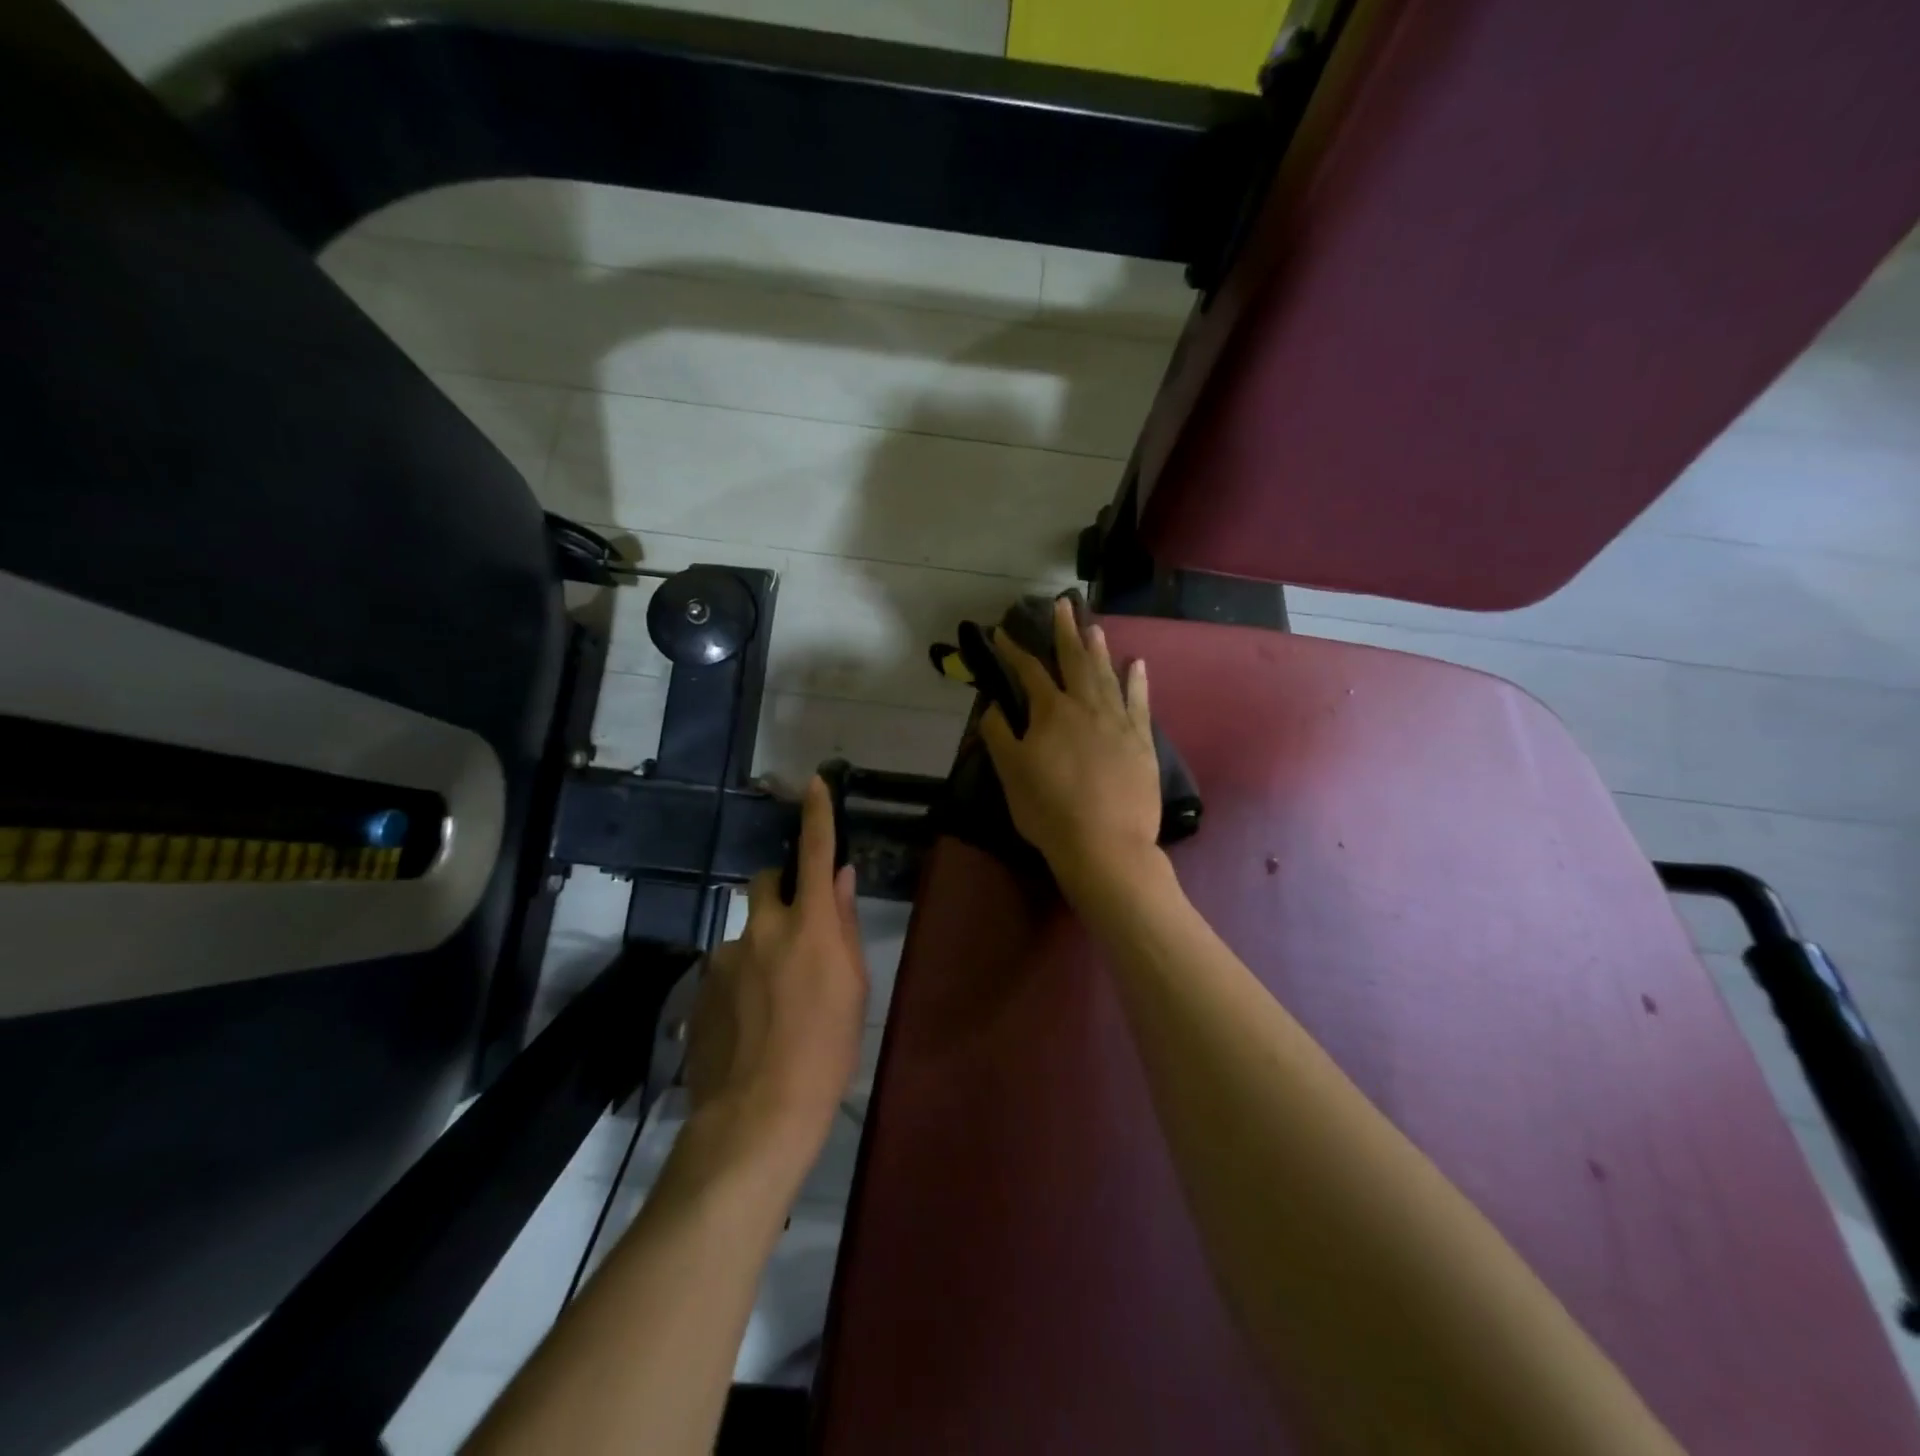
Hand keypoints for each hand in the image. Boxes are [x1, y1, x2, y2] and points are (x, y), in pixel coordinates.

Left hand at [683, 776, 867, 1178]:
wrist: (757, 1114)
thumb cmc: (826, 1052)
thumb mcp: (852, 988)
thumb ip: (845, 926)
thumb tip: (842, 879)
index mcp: (810, 926)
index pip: (816, 854)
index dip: (817, 815)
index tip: (815, 783)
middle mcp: (763, 928)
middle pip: (766, 882)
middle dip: (781, 891)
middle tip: (796, 930)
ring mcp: (726, 956)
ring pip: (747, 930)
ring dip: (762, 945)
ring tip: (774, 999)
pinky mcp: (702, 986)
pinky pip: (727, 964)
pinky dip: (742, 977)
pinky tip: (750, 1021)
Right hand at [979, 597, 1163, 902]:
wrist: (1105, 844)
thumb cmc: (1049, 810)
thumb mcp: (1010, 773)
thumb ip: (999, 734)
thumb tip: (993, 705)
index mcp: (1052, 712)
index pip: (1029, 672)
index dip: (1015, 651)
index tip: (1004, 633)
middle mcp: (1086, 706)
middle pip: (1074, 661)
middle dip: (1065, 632)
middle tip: (1063, 605)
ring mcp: (1119, 721)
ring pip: (1107, 675)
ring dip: (1098, 649)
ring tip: (1093, 626)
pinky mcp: (1142, 741)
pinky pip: (1140, 702)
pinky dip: (1137, 680)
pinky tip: (1137, 663)